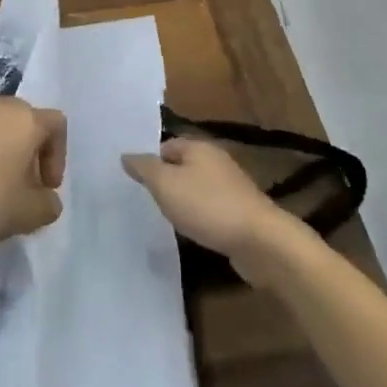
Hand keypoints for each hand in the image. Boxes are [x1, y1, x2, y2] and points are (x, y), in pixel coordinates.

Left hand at [0, 95, 66, 251]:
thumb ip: (48, 203)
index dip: (58, 156)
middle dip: (30, 152)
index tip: (47, 187)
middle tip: (24, 186)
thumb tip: (46, 198)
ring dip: (4, 153)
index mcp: (25, 118)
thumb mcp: (29, 214)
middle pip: (26, 121)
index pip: (57, 124)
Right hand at [122, 138, 307, 284]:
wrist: (260, 241)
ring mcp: (232, 186)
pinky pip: (211, 207)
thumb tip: (126, 155)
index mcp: (199, 147)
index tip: (136, 182)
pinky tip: (193, 230)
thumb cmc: (207, 206)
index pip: (166, 145)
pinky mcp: (241, 211)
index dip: (150, 162)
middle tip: (147, 200)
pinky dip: (200, 216)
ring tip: (167, 217)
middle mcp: (216, 160)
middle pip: (183, 166)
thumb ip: (144, 168)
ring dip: (184, 200)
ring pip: (197, 187)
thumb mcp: (166, 184)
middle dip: (166, 181)